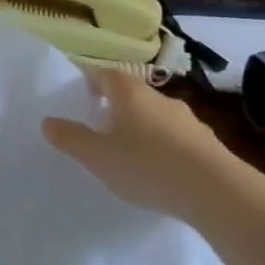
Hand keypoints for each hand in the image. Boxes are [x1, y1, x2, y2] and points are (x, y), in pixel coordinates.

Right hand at [41, 69, 240, 223]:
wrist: (216, 191)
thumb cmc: (146, 166)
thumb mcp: (97, 156)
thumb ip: (71, 138)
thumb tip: (48, 121)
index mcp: (130, 94)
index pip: (107, 74)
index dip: (92, 79)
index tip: (82, 91)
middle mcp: (160, 99)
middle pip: (133, 93)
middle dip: (116, 104)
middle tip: (100, 123)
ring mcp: (188, 119)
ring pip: (156, 115)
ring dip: (141, 125)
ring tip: (128, 149)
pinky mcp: (207, 142)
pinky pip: (176, 136)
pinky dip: (163, 144)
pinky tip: (158, 168)